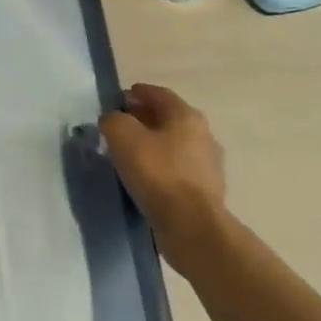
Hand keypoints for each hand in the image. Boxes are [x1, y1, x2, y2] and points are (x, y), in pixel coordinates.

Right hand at [99, 84, 227, 275]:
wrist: (192, 227)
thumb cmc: (158, 173)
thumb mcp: (122, 136)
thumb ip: (113, 120)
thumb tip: (112, 120)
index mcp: (186, 116)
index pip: (159, 94)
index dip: (136, 93)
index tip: (117, 100)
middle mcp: (203, 136)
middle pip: (167, 119)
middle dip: (142, 119)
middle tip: (118, 127)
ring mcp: (208, 166)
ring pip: (173, 146)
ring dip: (152, 146)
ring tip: (127, 154)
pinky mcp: (205, 193)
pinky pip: (177, 171)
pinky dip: (160, 169)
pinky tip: (143, 179)